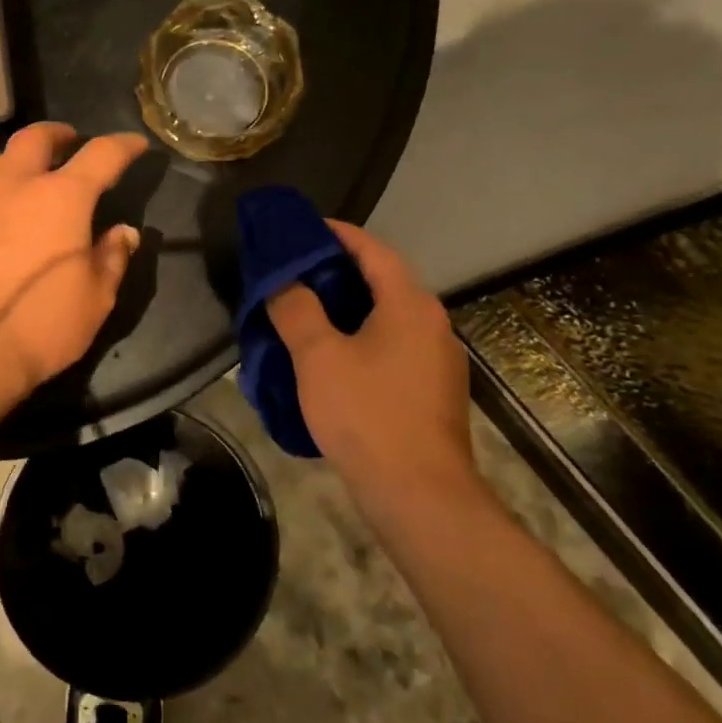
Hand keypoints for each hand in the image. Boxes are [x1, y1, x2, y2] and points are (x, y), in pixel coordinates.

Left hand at [0, 123, 147, 403]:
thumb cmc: (40, 324)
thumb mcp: (95, 298)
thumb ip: (112, 258)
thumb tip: (124, 233)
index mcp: (62, 197)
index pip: (101, 155)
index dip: (123, 145)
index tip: (135, 144)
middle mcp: (17, 186)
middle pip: (36, 138)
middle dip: (59, 135)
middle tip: (72, 143)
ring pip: (1, 160)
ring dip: (24, 159)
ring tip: (35, 177)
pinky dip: (0, 190)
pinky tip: (4, 215)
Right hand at [267, 221, 483, 516]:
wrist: (419, 494)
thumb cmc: (366, 414)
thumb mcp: (318, 356)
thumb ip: (296, 309)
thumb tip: (284, 280)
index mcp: (409, 304)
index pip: (372, 250)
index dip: (336, 234)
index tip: (302, 228)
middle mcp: (432, 323)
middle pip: (381, 281)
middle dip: (337, 271)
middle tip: (292, 271)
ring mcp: (437, 360)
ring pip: (386, 317)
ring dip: (348, 308)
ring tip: (305, 312)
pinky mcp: (432, 391)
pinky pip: (392, 347)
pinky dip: (361, 338)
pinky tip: (332, 358)